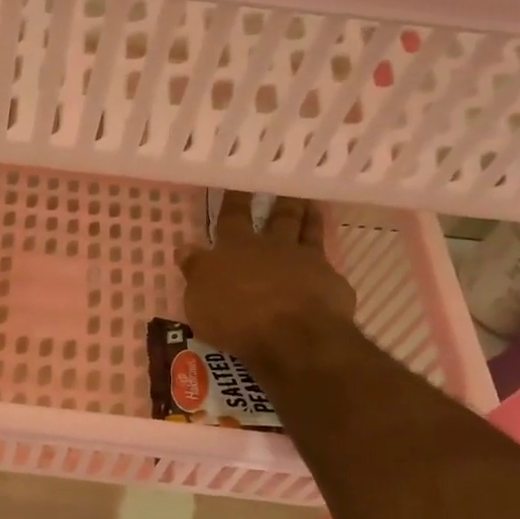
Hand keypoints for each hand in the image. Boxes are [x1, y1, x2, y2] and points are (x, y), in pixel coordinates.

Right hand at [174, 193, 357, 364]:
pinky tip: (329, 267)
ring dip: (309, 218)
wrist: (294, 336)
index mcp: (236, 248)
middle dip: (280, 202)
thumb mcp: (199, 299)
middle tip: (286, 185)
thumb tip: (187, 248)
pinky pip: (329, 268)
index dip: (234, 200)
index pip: (232, 216)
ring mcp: (307, 262)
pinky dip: (327, 264)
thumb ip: (196, 271)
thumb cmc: (236, 317)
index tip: (238, 182)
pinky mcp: (332, 284)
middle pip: (278, 218)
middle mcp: (273, 247)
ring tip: (311, 206)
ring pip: (308, 232)